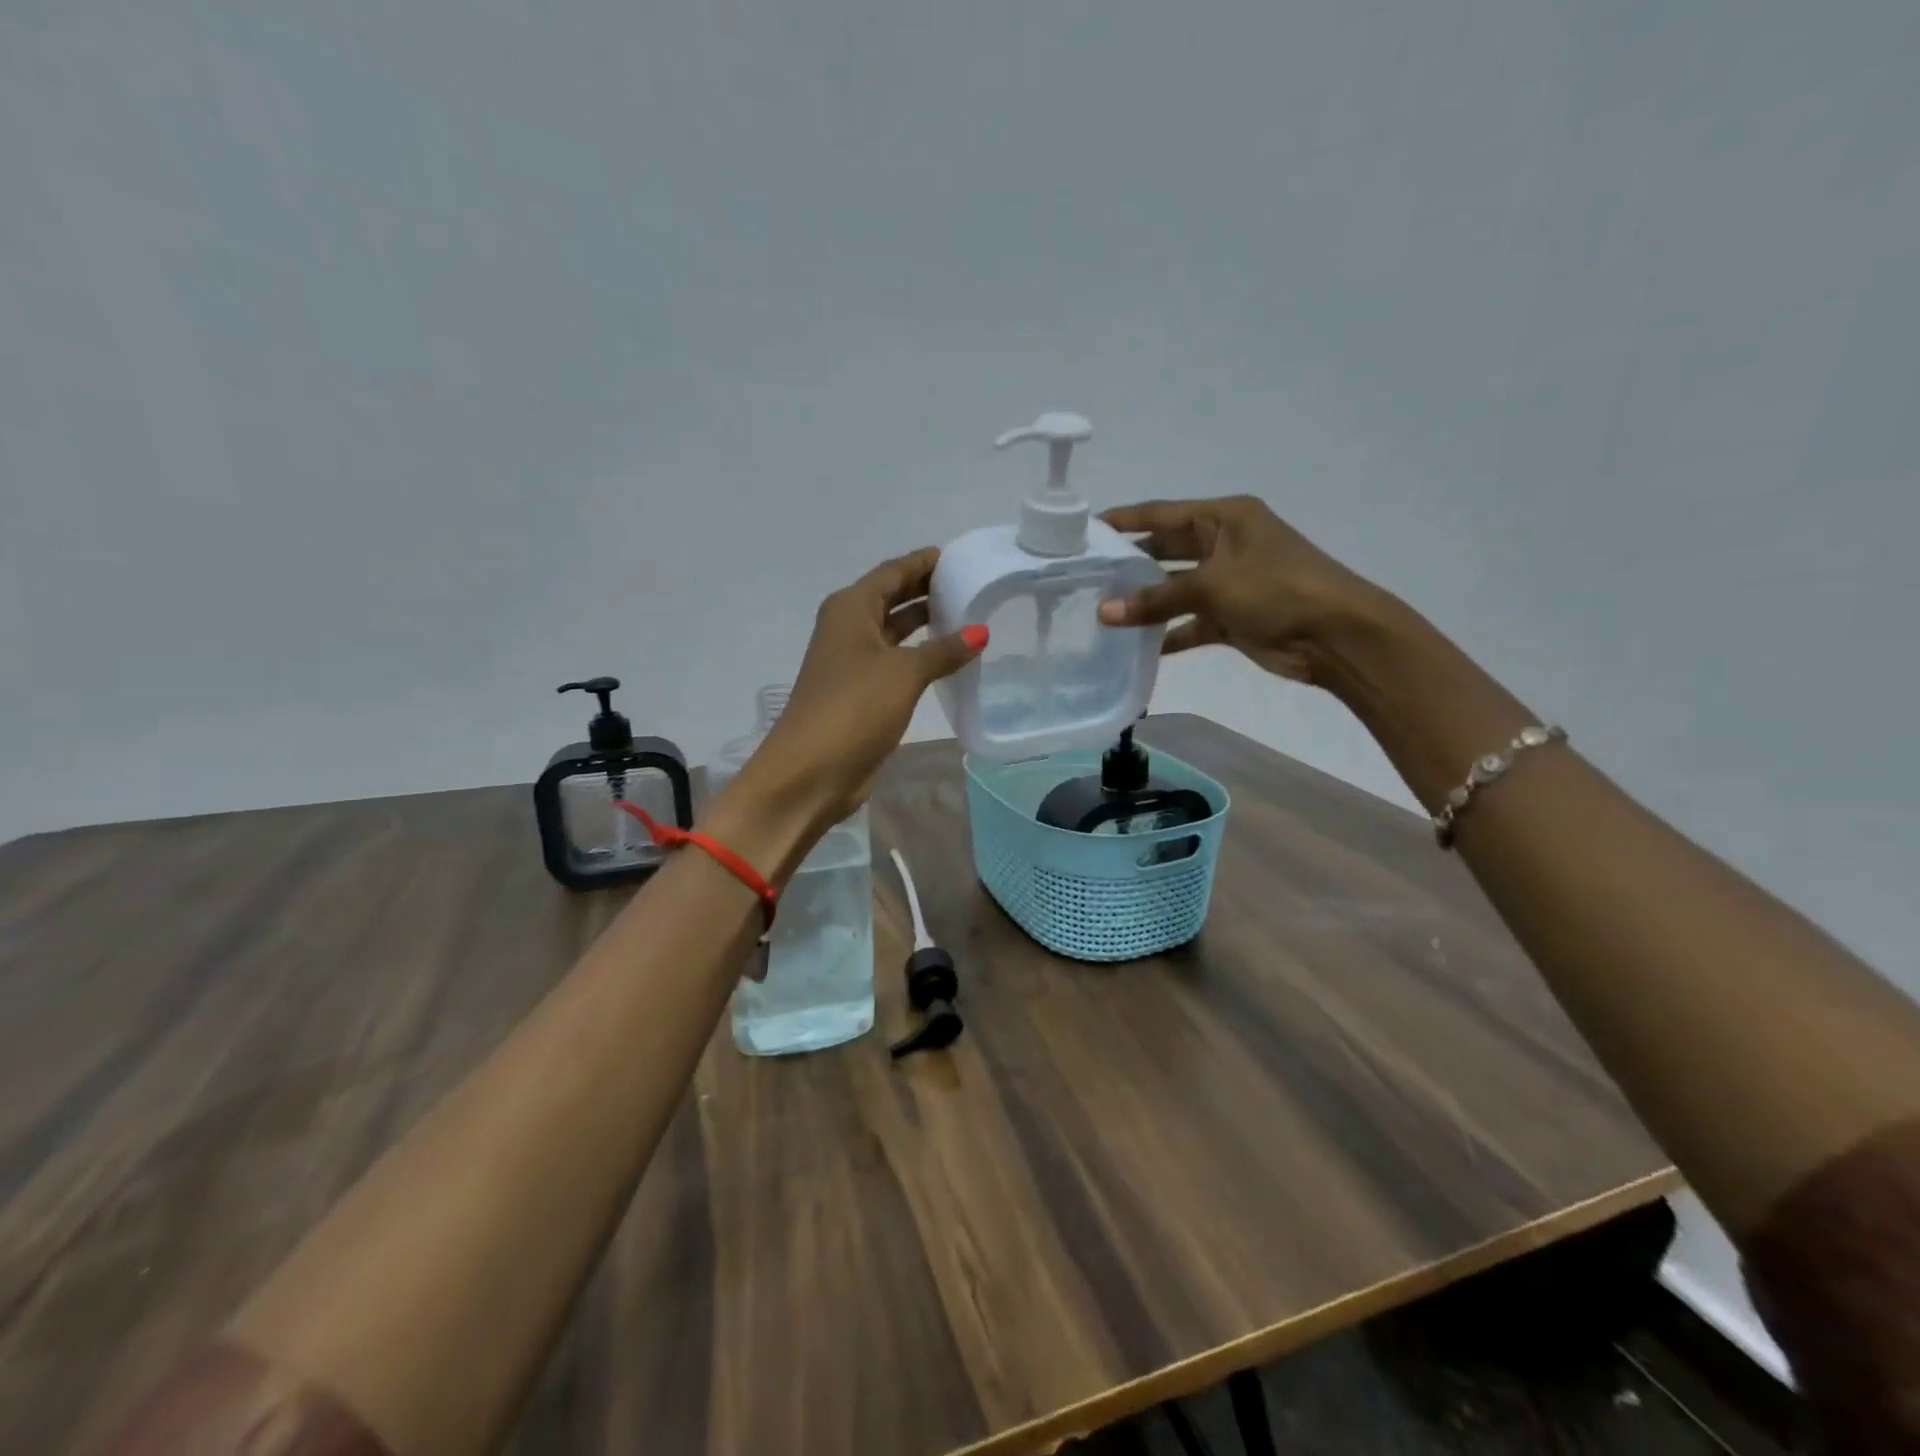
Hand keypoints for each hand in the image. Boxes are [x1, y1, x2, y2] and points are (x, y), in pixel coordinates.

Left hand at [744, 547, 984, 837]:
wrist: (811, 770)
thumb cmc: (854, 708)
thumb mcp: (903, 673)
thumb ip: (943, 650)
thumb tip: (980, 632)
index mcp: (850, 609)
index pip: (892, 572)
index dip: (923, 563)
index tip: (958, 557)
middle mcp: (848, 628)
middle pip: (891, 597)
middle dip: (926, 590)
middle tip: (969, 584)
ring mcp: (852, 662)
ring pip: (894, 631)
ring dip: (924, 624)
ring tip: (966, 615)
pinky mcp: (861, 693)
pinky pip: (895, 661)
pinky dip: (919, 656)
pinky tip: (948, 659)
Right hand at [1095, 496, 1388, 685]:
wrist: (1336, 635)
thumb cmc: (1276, 590)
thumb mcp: (1212, 586)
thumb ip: (1156, 599)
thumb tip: (1104, 613)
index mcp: (1224, 518)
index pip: (1163, 513)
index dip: (1126, 520)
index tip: (1087, 528)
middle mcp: (1225, 544)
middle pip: (1167, 550)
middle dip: (1132, 564)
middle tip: (1089, 576)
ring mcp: (1230, 582)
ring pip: (1177, 589)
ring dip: (1147, 602)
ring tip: (1104, 612)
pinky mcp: (1234, 617)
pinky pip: (1191, 622)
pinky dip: (1169, 633)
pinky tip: (1138, 645)